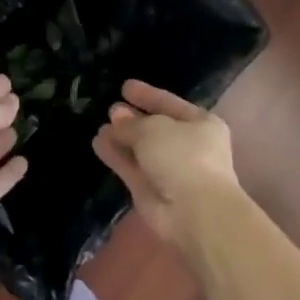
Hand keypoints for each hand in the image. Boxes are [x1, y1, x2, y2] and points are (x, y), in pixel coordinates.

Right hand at [93, 79, 239, 250]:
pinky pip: (132, 168)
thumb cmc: (183, 156)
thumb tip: (117, 116)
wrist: (195, 212)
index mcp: (201, 124)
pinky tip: (98, 143)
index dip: (148, 95)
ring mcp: (171, 171)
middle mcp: (188, 146)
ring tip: (100, 127)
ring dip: (122, 139)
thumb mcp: (154, 128)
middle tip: (110, 109)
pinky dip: (117, 157)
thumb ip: (132, 122)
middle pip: (155, 128)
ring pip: (141, 150)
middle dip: (133, 119)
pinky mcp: (152, 192)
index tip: (125, 87)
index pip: (170, 103)